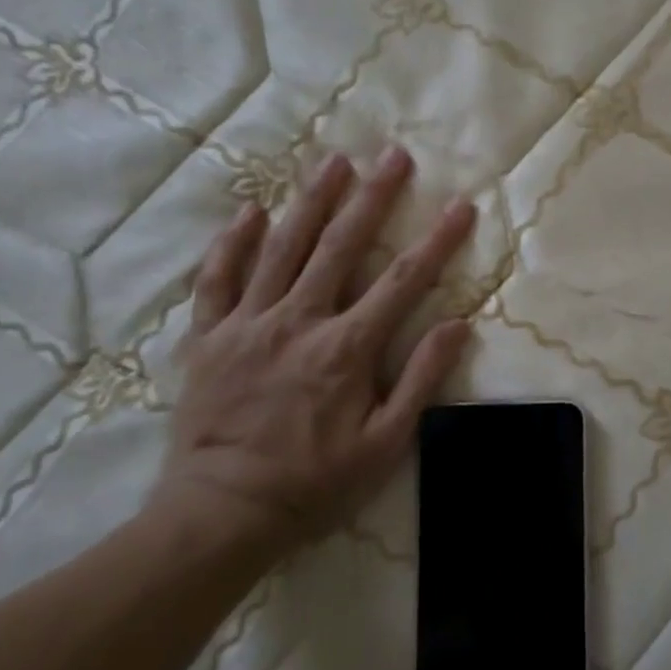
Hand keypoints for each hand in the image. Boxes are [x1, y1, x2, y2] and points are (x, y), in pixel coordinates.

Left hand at [153, 145, 475, 554]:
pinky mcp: (210, 337)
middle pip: (341, 246)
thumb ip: (421, 380)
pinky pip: (218, 280)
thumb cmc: (313, 483)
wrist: (221, 514)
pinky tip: (250, 210)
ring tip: (334, 162)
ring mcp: (249, 324)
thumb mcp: (385, 444)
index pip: (403, 281)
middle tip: (393, 155)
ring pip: (283, 248)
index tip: (460, 206)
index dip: (436, 241)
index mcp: (346, 348)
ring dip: (312, 201)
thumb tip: (458, 324)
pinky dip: (233, 243)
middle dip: (372, 197)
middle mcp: (299, 321)